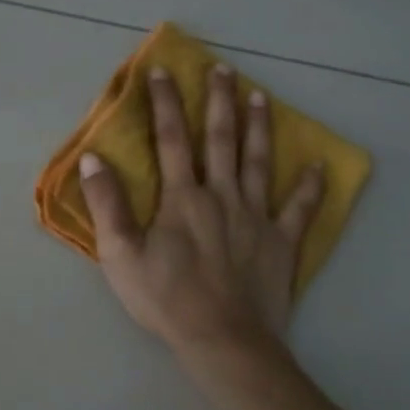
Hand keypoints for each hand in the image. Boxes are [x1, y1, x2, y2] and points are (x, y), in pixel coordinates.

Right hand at [80, 65, 324, 356]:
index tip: (162, 71)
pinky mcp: (280, 243)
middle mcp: (221, 196)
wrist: (222, 340)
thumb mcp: (120, 254)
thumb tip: (92, 159)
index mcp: (181, 198)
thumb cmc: (165, 298)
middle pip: (220, 140)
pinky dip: (309, 186)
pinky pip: (299, 209)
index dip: (165, 104)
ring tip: (261, 97)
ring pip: (258, 162)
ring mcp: (256, 217)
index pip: (170, 140)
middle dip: (219, 101)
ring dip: (259, 127)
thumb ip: (106, 204)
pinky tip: (318, 165)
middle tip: (224, 69)